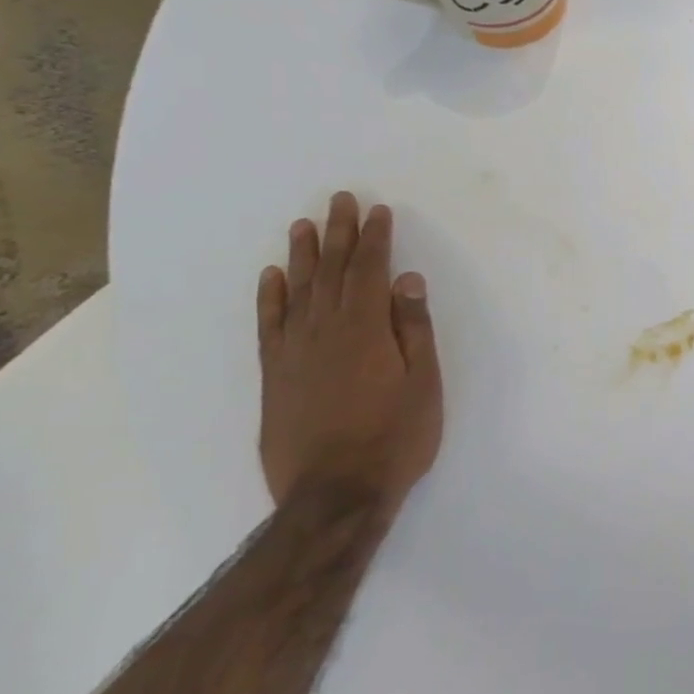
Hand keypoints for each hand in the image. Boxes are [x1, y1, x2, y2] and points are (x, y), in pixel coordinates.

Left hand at [256, 191, 443, 511]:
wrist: (334, 493)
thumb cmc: (395, 437)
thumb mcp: (424, 383)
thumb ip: (413, 329)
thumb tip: (407, 281)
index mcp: (365, 329)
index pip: (369, 271)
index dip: (374, 239)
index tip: (378, 210)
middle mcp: (324, 331)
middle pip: (330, 271)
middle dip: (337, 234)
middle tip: (339, 200)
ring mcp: (293, 352)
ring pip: (297, 291)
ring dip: (302, 255)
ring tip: (303, 225)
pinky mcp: (274, 376)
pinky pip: (269, 325)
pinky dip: (270, 298)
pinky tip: (271, 278)